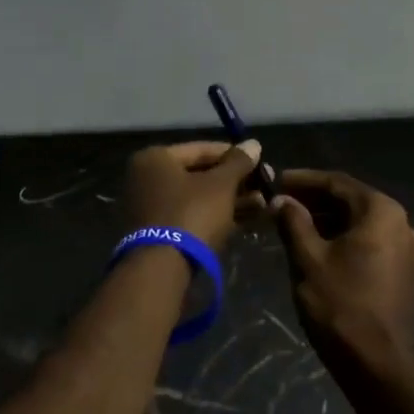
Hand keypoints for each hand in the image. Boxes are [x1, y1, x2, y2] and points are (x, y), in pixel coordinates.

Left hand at [122, 140, 264, 253]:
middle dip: (235, 181)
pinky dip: (217, 215)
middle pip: (200, 174)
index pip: (202, 149)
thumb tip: (254, 143)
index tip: (260, 163)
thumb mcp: (220, 185)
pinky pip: (193, 216)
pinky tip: (248, 219)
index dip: (235, 155)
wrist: (162, 270)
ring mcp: (152, 208)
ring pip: (199, 197)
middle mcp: (147, 178)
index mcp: (155, 158)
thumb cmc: (191, 214)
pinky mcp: (159, 233)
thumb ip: (238, 162)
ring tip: (264, 204)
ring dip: (232, 199)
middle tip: (265, 186)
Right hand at [271, 170, 413, 379]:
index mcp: (381, 211)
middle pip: (351, 201)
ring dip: (328, 221)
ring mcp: (407, 250)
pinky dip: (344, 239)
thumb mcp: (309, 260)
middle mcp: (401, 223)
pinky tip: (318, 249)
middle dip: (315, 200)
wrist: (382, 368)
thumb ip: (294, 222)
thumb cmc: (342, 306)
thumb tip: (282, 200)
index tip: (277, 180)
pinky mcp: (404, 273)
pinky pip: (370, 243)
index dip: (304, 180)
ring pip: (360, 223)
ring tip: (294, 226)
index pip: (337, 182)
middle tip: (282, 204)